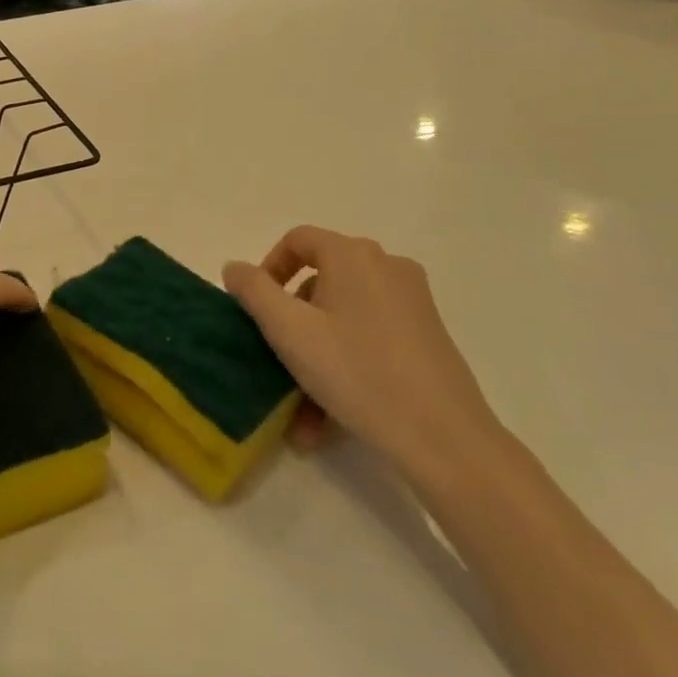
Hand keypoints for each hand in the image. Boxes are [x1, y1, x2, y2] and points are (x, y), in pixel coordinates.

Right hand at [223, 228, 504, 474]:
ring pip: (342, 318)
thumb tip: (235, 267)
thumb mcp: (289, 331)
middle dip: (291, 325)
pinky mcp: (426, 334)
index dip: (268, 268)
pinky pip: (369, 337)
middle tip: (275, 363)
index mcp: (353, 256)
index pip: (298, 240)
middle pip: (320, 282)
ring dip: (314, 356)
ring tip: (300, 414)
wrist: (442, 436)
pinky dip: (344, 364)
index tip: (254, 309)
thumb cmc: (357, 372)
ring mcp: (412, 300)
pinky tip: (330, 418)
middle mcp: (386, 266)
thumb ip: (254, 291)